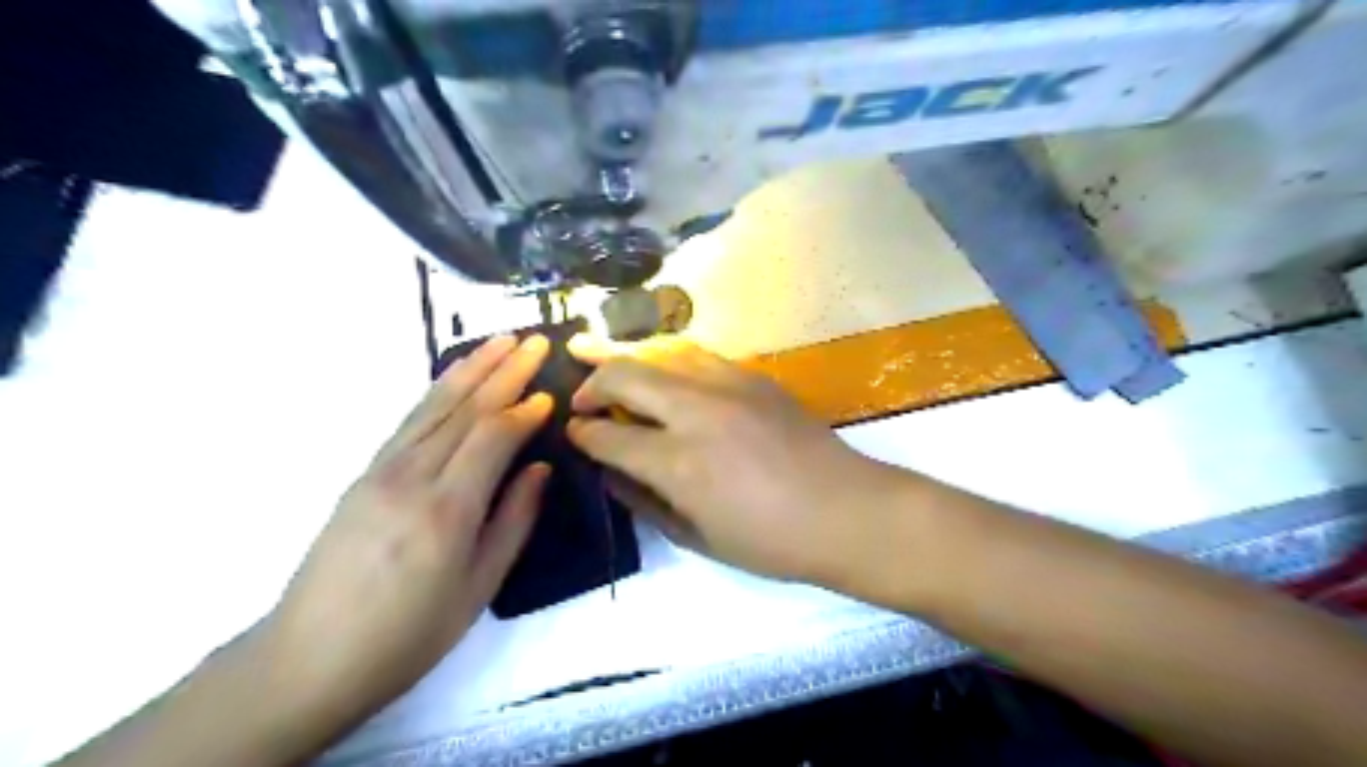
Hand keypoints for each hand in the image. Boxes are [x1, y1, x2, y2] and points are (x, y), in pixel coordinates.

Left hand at [265, 331, 550, 725]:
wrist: (308, 659)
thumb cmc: (408, 634)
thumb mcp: (478, 587)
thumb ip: (514, 521)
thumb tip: (539, 469)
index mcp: (446, 510)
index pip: (492, 437)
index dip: (524, 411)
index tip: (551, 394)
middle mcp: (411, 477)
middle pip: (464, 409)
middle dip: (503, 371)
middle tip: (535, 341)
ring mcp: (381, 471)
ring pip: (434, 406)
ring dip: (470, 369)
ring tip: (500, 340)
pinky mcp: (364, 474)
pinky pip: (410, 421)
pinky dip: (438, 392)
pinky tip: (455, 379)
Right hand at [562, 335, 903, 580]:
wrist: (846, 512)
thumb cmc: (771, 541)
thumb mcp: (697, 537)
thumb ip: (645, 501)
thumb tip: (611, 473)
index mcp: (678, 462)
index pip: (608, 436)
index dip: (582, 434)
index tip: (573, 433)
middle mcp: (696, 411)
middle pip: (626, 376)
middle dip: (592, 383)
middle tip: (581, 398)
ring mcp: (728, 385)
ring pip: (661, 351)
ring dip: (626, 356)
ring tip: (600, 356)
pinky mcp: (753, 376)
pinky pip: (697, 355)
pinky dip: (667, 358)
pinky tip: (661, 368)